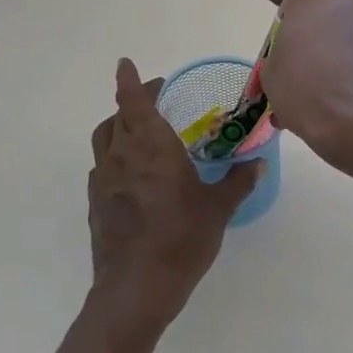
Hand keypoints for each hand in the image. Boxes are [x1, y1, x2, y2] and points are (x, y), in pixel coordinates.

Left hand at [88, 58, 260, 332]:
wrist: (136, 288)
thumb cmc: (181, 239)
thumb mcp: (218, 209)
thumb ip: (237, 181)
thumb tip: (256, 162)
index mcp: (151, 147)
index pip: (133, 101)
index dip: (130, 80)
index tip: (126, 64)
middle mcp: (122, 156)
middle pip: (117, 117)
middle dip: (132, 102)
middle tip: (153, 100)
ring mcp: (103, 180)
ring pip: (105, 140)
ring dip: (118, 127)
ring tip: (140, 132)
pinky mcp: (96, 204)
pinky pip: (102, 167)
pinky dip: (115, 158)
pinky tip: (132, 174)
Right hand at [261, 0, 352, 177]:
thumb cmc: (305, 89)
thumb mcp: (270, 74)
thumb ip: (279, 57)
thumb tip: (292, 63)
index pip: (292, 9)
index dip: (285, 39)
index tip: (283, 63)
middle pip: (323, 22)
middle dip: (312, 47)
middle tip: (300, 80)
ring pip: (345, 41)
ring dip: (333, 62)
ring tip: (320, 100)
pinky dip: (351, 75)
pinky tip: (340, 106)